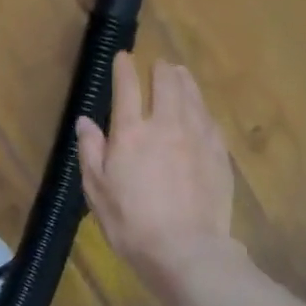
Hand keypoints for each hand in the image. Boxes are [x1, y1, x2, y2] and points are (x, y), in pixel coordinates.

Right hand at [76, 53, 235, 281]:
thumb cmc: (131, 223)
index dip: (124, 69)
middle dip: (160, 70)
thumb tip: (85, 121)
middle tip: (158, 65)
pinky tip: (201, 110)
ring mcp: (197, 137)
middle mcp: (166, 125)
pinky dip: (202, 107)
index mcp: (131, 133)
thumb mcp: (97, 190)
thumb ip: (91, 151)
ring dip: (184, 81)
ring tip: (180, 73)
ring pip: (193, 97)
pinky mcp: (219, 154)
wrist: (185, 249)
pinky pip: (210, 120)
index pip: (128, 88)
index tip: (124, 57)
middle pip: (167, 84)